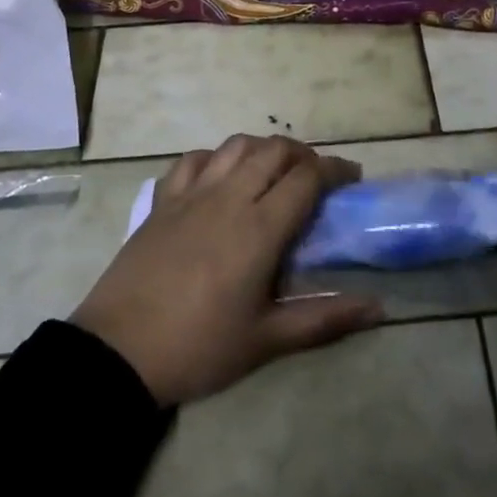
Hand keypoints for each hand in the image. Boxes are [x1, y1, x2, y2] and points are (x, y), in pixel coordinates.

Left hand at [71, 134, 383, 406]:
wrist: (118, 351)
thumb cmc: (199, 347)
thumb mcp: (266, 341)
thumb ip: (324, 319)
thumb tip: (378, 308)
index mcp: (259, 228)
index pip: (307, 177)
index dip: (335, 169)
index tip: (352, 178)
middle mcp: (229, 197)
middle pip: (275, 150)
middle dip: (304, 154)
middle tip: (317, 177)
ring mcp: (192, 193)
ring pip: (236, 145)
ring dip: (263, 148)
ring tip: (274, 171)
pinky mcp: (163, 200)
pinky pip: (194, 159)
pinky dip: (217, 156)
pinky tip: (221, 176)